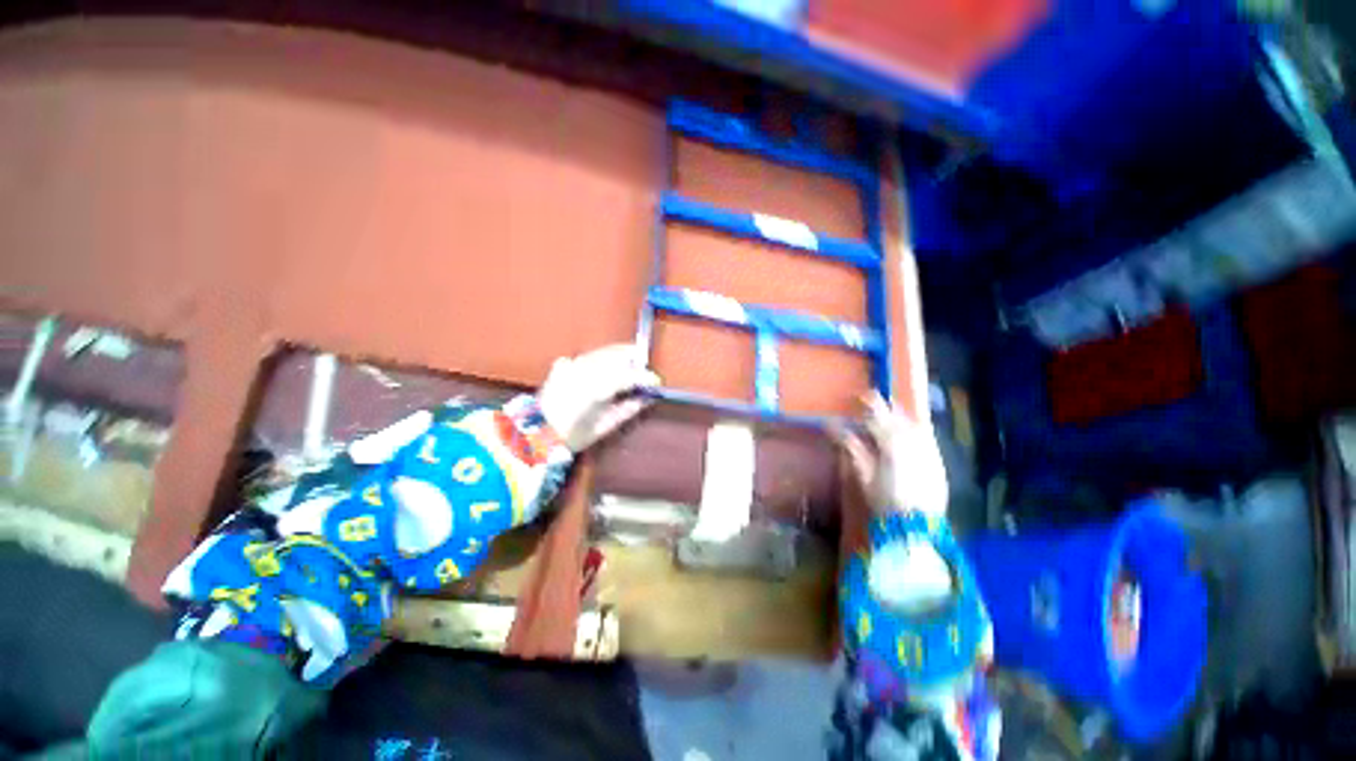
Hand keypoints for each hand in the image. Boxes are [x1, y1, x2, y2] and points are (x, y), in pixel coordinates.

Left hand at [537, 344, 659, 451]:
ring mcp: (573, 365)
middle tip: (644, 369)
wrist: (538, 434)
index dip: (645, 376)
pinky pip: (588, 357)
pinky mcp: (562, 366)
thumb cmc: (574, 435)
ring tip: (628, 366)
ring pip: (604, 352)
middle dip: (635, 359)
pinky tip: (602, 369)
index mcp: (599, 388)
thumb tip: (647, 397)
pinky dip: (598, 360)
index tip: (656, 381)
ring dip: (619, 357)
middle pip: (618, 355)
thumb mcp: (606, 426)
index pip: (630, 375)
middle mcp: (586, 370)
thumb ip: (628, 408)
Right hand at [836, 392, 948, 516]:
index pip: (878, 416)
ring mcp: (928, 448)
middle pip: (896, 416)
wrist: (918, 523)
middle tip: (872, 400)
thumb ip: (851, 447)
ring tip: (891, 411)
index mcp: (890, 442)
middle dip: (884, 406)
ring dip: (900, 415)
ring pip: (914, 422)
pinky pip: (927, 434)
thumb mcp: (863, 474)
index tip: (858, 396)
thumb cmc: (885, 500)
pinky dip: (916, 427)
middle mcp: (912, 440)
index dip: (868, 404)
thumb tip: (833, 427)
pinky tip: (911, 427)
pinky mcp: (938, 458)